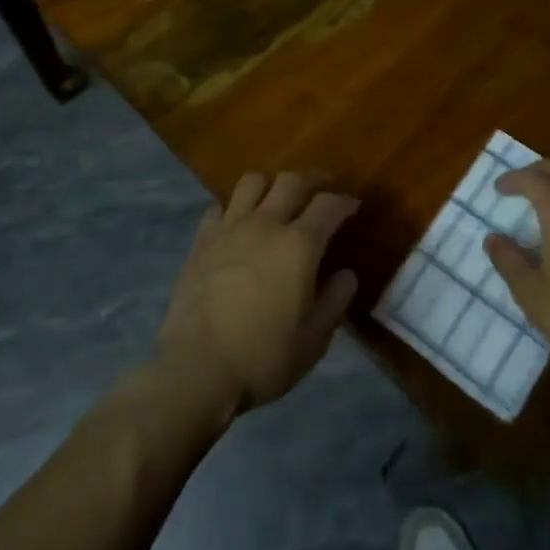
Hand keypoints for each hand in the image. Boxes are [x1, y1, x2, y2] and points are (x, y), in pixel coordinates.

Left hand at [155, 172, 360, 419]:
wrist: (196, 370)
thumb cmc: (263, 358)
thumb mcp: (314, 340)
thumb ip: (335, 301)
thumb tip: (346, 274)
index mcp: (299, 245)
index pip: (328, 205)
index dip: (345, 201)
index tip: (353, 206)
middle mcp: (265, 224)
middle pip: (291, 181)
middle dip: (312, 180)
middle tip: (322, 189)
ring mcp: (229, 229)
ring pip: (253, 182)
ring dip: (271, 183)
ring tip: (278, 196)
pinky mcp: (201, 241)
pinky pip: (219, 207)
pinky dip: (234, 208)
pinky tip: (238, 224)